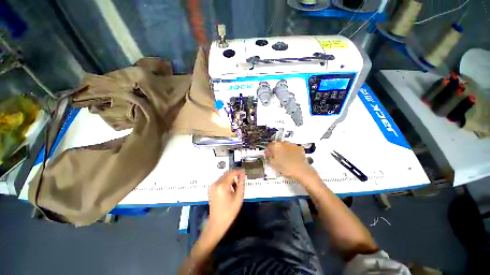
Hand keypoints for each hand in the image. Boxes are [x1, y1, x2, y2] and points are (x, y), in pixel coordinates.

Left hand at [208, 170, 245, 236]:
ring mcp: (213, 186)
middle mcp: (216, 183)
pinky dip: (227, 180)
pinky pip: (221, 180)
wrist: (217, 223)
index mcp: (222, 185)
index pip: (232, 173)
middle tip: (242, 178)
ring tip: (237, 184)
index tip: (244, 172)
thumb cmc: (229, 212)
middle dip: (235, 174)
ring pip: (224, 176)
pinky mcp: (212, 188)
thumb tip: (242, 176)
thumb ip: (241, 185)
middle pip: (227, 173)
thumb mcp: (238, 198)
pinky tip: (231, 187)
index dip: (239, 171)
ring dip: (231, 177)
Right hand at [266, 141, 312, 179]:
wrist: (301, 171)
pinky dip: (291, 152)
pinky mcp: (299, 148)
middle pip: (277, 144)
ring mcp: (292, 145)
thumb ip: (269, 157)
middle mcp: (284, 143)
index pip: (269, 145)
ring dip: (284, 150)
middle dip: (276, 150)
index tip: (269, 154)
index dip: (268, 150)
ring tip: (285, 159)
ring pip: (285, 146)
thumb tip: (268, 154)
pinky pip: (293, 148)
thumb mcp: (273, 164)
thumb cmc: (287, 168)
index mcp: (276, 146)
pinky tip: (291, 158)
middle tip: (277, 157)